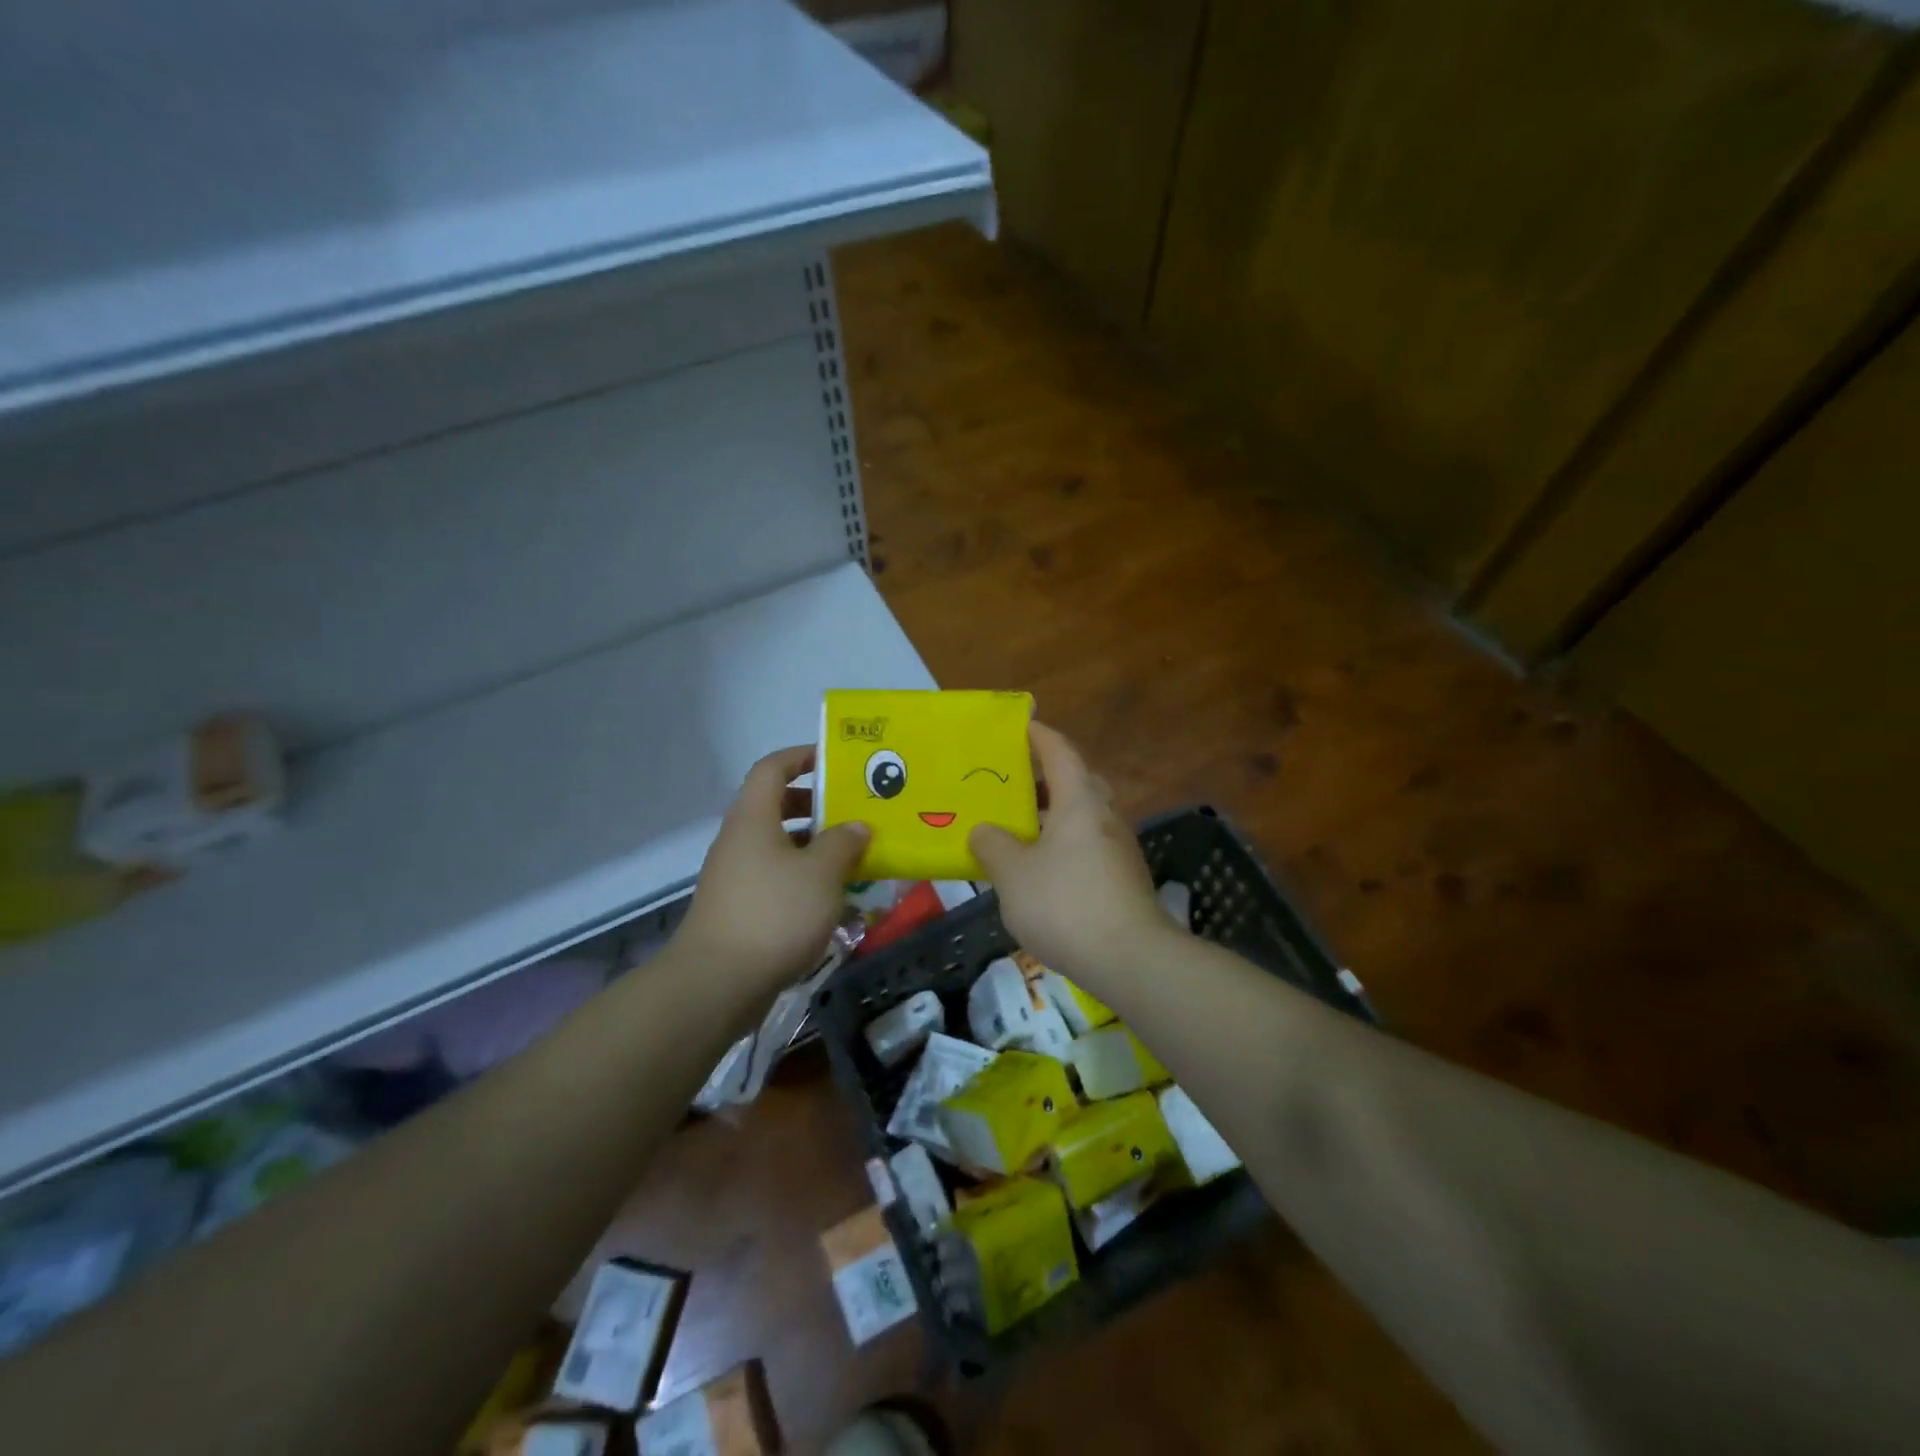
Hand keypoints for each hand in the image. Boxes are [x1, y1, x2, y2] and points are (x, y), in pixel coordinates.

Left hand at [677, 745, 869, 992]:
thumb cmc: (774, 913)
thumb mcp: (821, 873)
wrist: (718, 983)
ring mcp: (736, 876)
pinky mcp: (739, 908)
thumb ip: (844, 843)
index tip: (834, 760)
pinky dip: (803, 878)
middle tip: (852, 812)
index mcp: (753, 818)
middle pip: (775, 806)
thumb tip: (857, 826)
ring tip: (853, 856)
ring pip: (778, 846)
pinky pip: (776, 878)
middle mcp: (740, 840)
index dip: (801, 756)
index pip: (772, 768)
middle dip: (815, 806)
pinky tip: (833, 898)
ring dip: (813, 846)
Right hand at [969, 722, 1167, 978]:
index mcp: (1079, 803)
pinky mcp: (1124, 879)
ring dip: (1056, 814)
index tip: (1021, 726)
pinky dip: (1065, 845)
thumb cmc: (1065, 904)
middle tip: (1015, 782)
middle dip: (1048, 777)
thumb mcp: (1013, 874)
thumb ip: (993, 846)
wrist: (1131, 959)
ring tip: (1021, 827)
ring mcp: (1120, 849)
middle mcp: (1105, 817)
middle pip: (1078, 782)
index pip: (1060, 753)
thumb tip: (984, 831)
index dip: (1040, 736)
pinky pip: (1089, 846)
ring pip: (1085, 817)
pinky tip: (1042, 870)